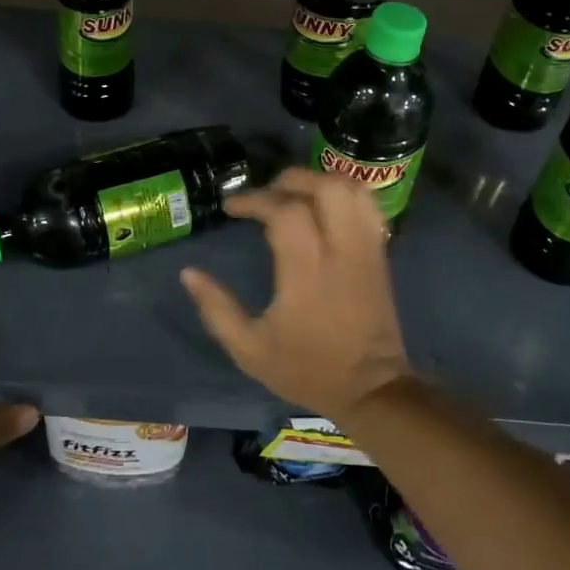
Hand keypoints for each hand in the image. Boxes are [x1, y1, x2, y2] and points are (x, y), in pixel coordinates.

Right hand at [180, 168, 413, 421]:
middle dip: (290, 179)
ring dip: (319, 180)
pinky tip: (323, 205)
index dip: (254, 200)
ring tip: (293, 193)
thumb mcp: (249, 350)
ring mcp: (366, 249)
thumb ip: (216, 309)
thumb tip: (188, 273)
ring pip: (351, 190)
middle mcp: (341, 251)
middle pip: (324, 188)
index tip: (231, 208)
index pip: (285, 212)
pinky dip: (344, 193)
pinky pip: (368, 206)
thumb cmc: (307, 369)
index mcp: (307, 273)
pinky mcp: (380, 252)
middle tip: (265, 194)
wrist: (371, 390)